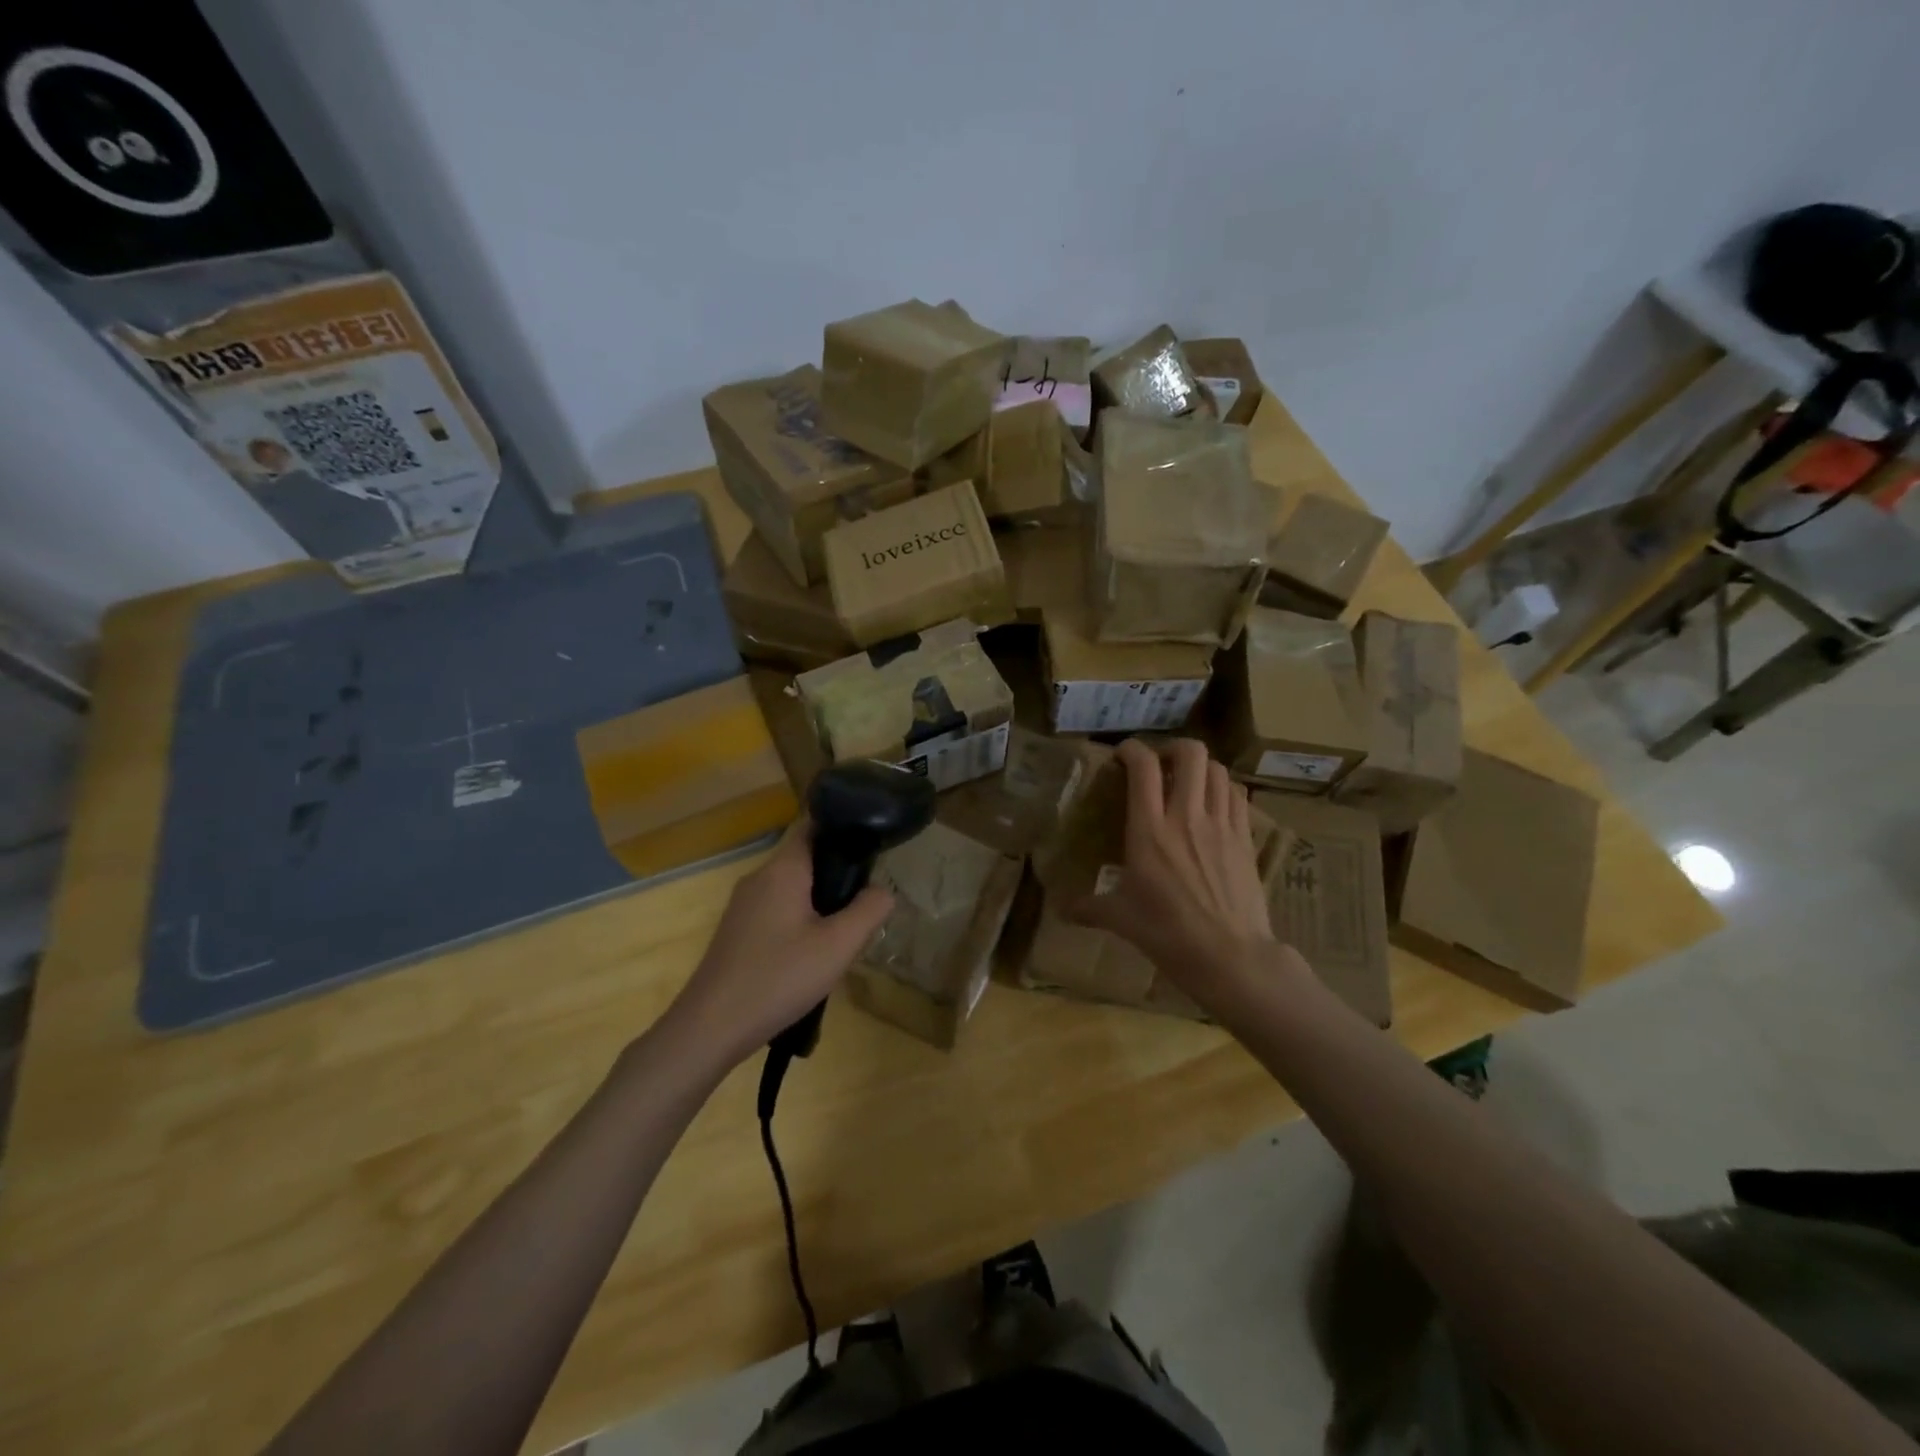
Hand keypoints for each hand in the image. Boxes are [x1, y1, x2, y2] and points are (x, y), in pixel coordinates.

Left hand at [664, 820, 893, 1069]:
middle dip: (838, 874)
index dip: (844, 829)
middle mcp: (759, 878)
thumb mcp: (838, 946)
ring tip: (844, 934)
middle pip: (806, 858)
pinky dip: (800, 921)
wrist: (710, 1028)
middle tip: (865, 903)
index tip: (872, 847)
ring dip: (820, 902)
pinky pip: (777, 911)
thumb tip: (884, 890)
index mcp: (782, 869)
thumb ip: (869, 910)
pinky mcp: (737, 931)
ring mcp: (743, 906)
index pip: (814, 825)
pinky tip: (811, 955)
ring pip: (792, 888)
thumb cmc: (779, 978)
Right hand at [1071, 738, 1284, 1013]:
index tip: (1121, 756)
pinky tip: (1214, 805)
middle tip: (1161, 766)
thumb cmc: (1168, 934)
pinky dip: (1225, 789)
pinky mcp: (1246, 839)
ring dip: (1201, 768)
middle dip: (1173, 749)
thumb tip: (1061, 909)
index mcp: (1149, 830)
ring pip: (1219, 770)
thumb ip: (1088, 907)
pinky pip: (1238, 796)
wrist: (1230, 956)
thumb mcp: (1121, 919)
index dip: (1131, 749)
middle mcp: (1186, 817)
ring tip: (1188, 783)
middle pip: (1191, 753)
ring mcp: (1221, 825)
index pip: (1143, 767)